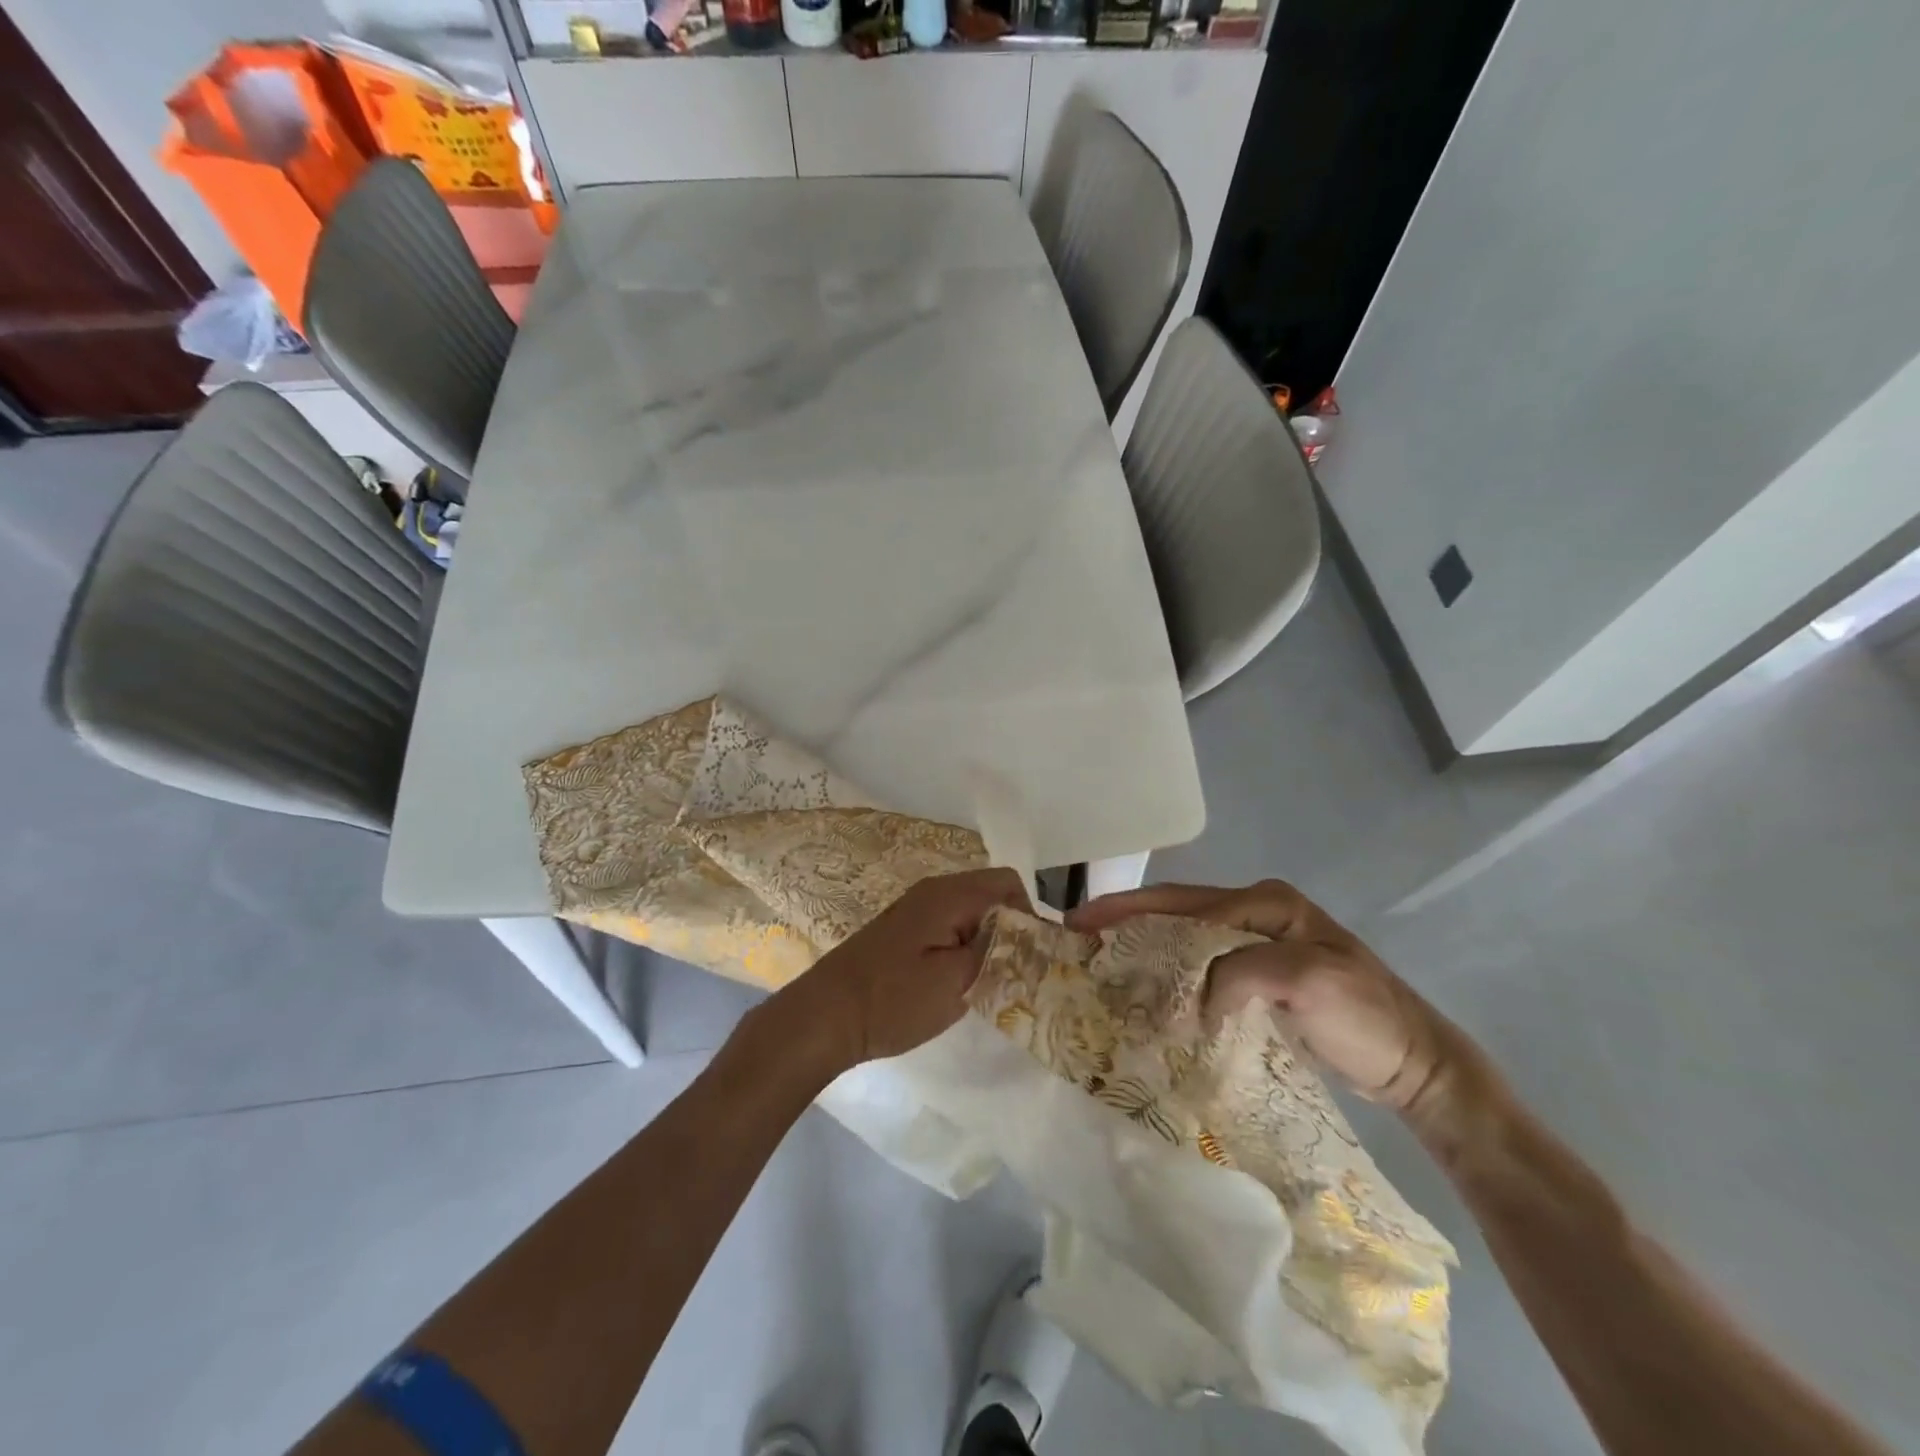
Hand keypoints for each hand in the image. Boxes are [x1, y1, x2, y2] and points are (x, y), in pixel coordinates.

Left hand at [776, 868, 1032, 1074]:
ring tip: (991, 981)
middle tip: (1015, 972)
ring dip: (987, 940)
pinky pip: (950, 926)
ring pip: (971, 913)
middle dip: (1010, 929)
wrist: (825, 1015)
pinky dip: (965, 946)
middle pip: (991, 894)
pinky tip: (959, 981)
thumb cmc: (893, 1000)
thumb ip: (997, 952)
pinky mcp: (905, 930)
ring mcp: (916, 909)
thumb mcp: (956, 982)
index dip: (1030, 916)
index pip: (1009, 883)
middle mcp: (934, 891)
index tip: (1033, 957)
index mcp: (949, 894)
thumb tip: (1025, 935)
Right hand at [1067, 880, 1470, 1116]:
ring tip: (1100, 963)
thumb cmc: (1366, 1017)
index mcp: (1266, 903)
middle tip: (1078, 937)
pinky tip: (1148, 992)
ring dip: (1146, 949)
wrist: (1416, 1064)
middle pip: (1178, 913)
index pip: (1185, 903)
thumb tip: (1191, 999)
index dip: (1130, 911)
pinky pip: (1203, 967)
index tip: (1082, 923)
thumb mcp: (1307, 982)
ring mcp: (1259, 945)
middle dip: (1127, 922)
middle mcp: (1257, 914)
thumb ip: (1240, 973)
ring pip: (1187, 939)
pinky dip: (1172, 976)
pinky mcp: (1260, 976)